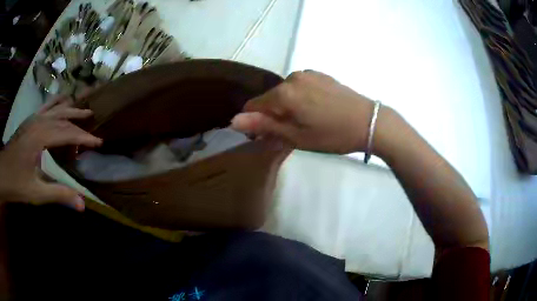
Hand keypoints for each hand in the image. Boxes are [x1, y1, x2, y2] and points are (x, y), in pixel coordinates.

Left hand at [0, 95, 101, 210]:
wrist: (2, 173)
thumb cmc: (17, 183)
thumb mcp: (37, 193)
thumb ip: (59, 194)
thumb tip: (83, 204)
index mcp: (40, 136)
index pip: (67, 132)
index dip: (84, 137)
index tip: (99, 142)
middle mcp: (38, 122)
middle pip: (62, 116)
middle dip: (78, 119)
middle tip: (93, 118)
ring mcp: (33, 119)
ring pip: (55, 107)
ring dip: (68, 106)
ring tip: (80, 105)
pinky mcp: (29, 121)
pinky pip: (45, 106)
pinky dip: (55, 103)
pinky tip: (60, 102)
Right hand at [231, 70, 382, 153]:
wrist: (370, 121)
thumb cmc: (332, 134)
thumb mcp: (296, 136)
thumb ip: (264, 125)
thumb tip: (233, 120)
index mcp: (284, 93)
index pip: (254, 105)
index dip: (254, 123)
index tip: (265, 137)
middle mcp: (292, 77)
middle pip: (270, 98)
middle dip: (273, 115)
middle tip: (290, 134)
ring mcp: (308, 74)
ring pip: (285, 92)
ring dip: (287, 107)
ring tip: (305, 123)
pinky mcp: (320, 75)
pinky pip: (299, 87)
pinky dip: (300, 98)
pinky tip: (315, 110)